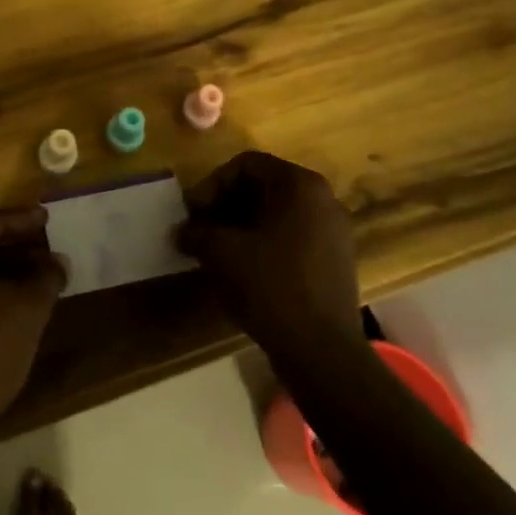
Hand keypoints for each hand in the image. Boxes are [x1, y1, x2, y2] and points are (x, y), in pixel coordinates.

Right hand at [176, 151, 361, 350]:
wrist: (321, 349)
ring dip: (242, 225)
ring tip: (216, 249)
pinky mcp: (334, 259)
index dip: (212, 184)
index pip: (247, 165)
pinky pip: (291, 235)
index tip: (192, 212)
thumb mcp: (222, 252)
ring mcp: (333, 230)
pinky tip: (242, 267)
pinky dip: (263, 242)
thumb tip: (181, 231)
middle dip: (226, 204)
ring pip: (277, 213)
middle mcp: (323, 199)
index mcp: (300, 185)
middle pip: (263, 186)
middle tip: (200, 228)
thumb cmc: (271, 285)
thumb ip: (197, 232)